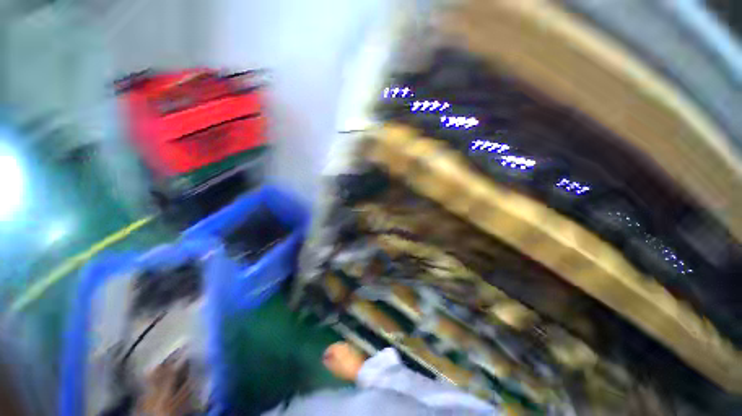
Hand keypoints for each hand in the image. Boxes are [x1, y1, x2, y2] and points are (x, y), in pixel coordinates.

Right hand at [322, 342, 366, 381]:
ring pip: (342, 347)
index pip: (329, 348)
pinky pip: (347, 350)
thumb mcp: (334, 368)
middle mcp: (343, 344)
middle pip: (336, 346)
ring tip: (336, 360)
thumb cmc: (345, 369)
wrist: (360, 368)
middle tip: (329, 359)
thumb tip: (324, 359)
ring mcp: (350, 346)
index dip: (326, 354)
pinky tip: (343, 359)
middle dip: (332, 352)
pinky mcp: (355, 349)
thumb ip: (328, 363)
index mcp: (337, 347)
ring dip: (338, 352)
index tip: (323, 359)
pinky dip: (344, 353)